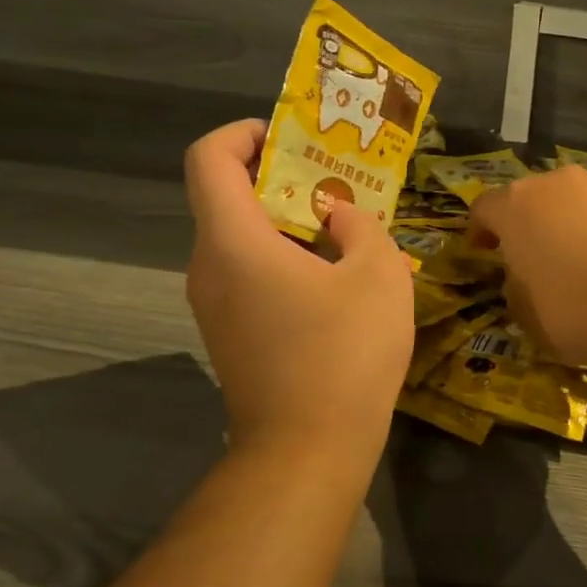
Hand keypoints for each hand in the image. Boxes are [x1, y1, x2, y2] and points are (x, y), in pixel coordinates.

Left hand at [184, 120, 413, 461]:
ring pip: (240, 237)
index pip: (208, 158)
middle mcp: (208, 266)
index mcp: (233, 240)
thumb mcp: (378, 275)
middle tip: (334, 181)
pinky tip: (331, 279)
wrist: (306, 454)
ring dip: (285, 220)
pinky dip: (281, 257)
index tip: (289, 138)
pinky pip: (246, 272)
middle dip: (279, 176)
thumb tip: (339, 217)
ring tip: (343, 229)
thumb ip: (361, 226)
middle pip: (226, 196)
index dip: (242, 132)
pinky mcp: (227, 333)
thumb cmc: (343, 355)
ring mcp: (212, 304)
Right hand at [469, 165, 586, 382]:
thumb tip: (525, 275)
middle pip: (531, 198)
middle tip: (533, 256)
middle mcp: (556, 183)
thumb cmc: (575, 310)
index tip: (483, 251)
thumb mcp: (524, 311)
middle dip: (528, 223)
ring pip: (574, 202)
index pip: (484, 208)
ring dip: (569, 224)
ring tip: (581, 260)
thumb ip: (515, 283)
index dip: (480, 230)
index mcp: (516, 205)